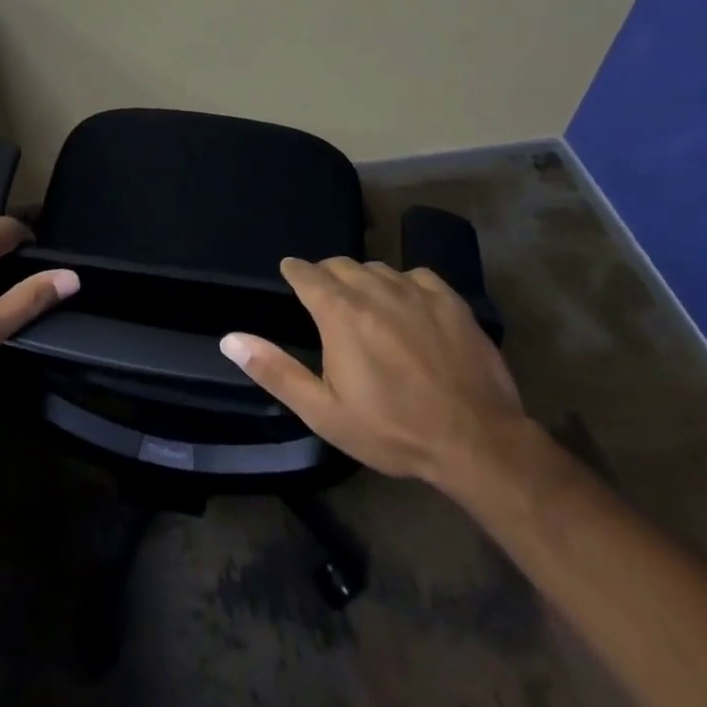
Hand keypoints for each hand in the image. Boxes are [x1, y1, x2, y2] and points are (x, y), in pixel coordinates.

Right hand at [220, 257, 532, 501]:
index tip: (291, 276)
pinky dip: (404, 285)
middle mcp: (373, 288)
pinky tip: (409, 308)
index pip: (306, 272)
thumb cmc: (392, 429)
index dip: (294, 272)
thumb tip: (230, 340)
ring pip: (377, 269)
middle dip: (327, 276)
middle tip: (328, 301)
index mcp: (339, 312)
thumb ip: (275, 371)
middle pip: (340, 265)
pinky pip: (416, 276)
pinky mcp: (449, 299)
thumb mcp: (324, 412)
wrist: (477, 441)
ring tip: (367, 306)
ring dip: (364, 281)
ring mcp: (415, 290)